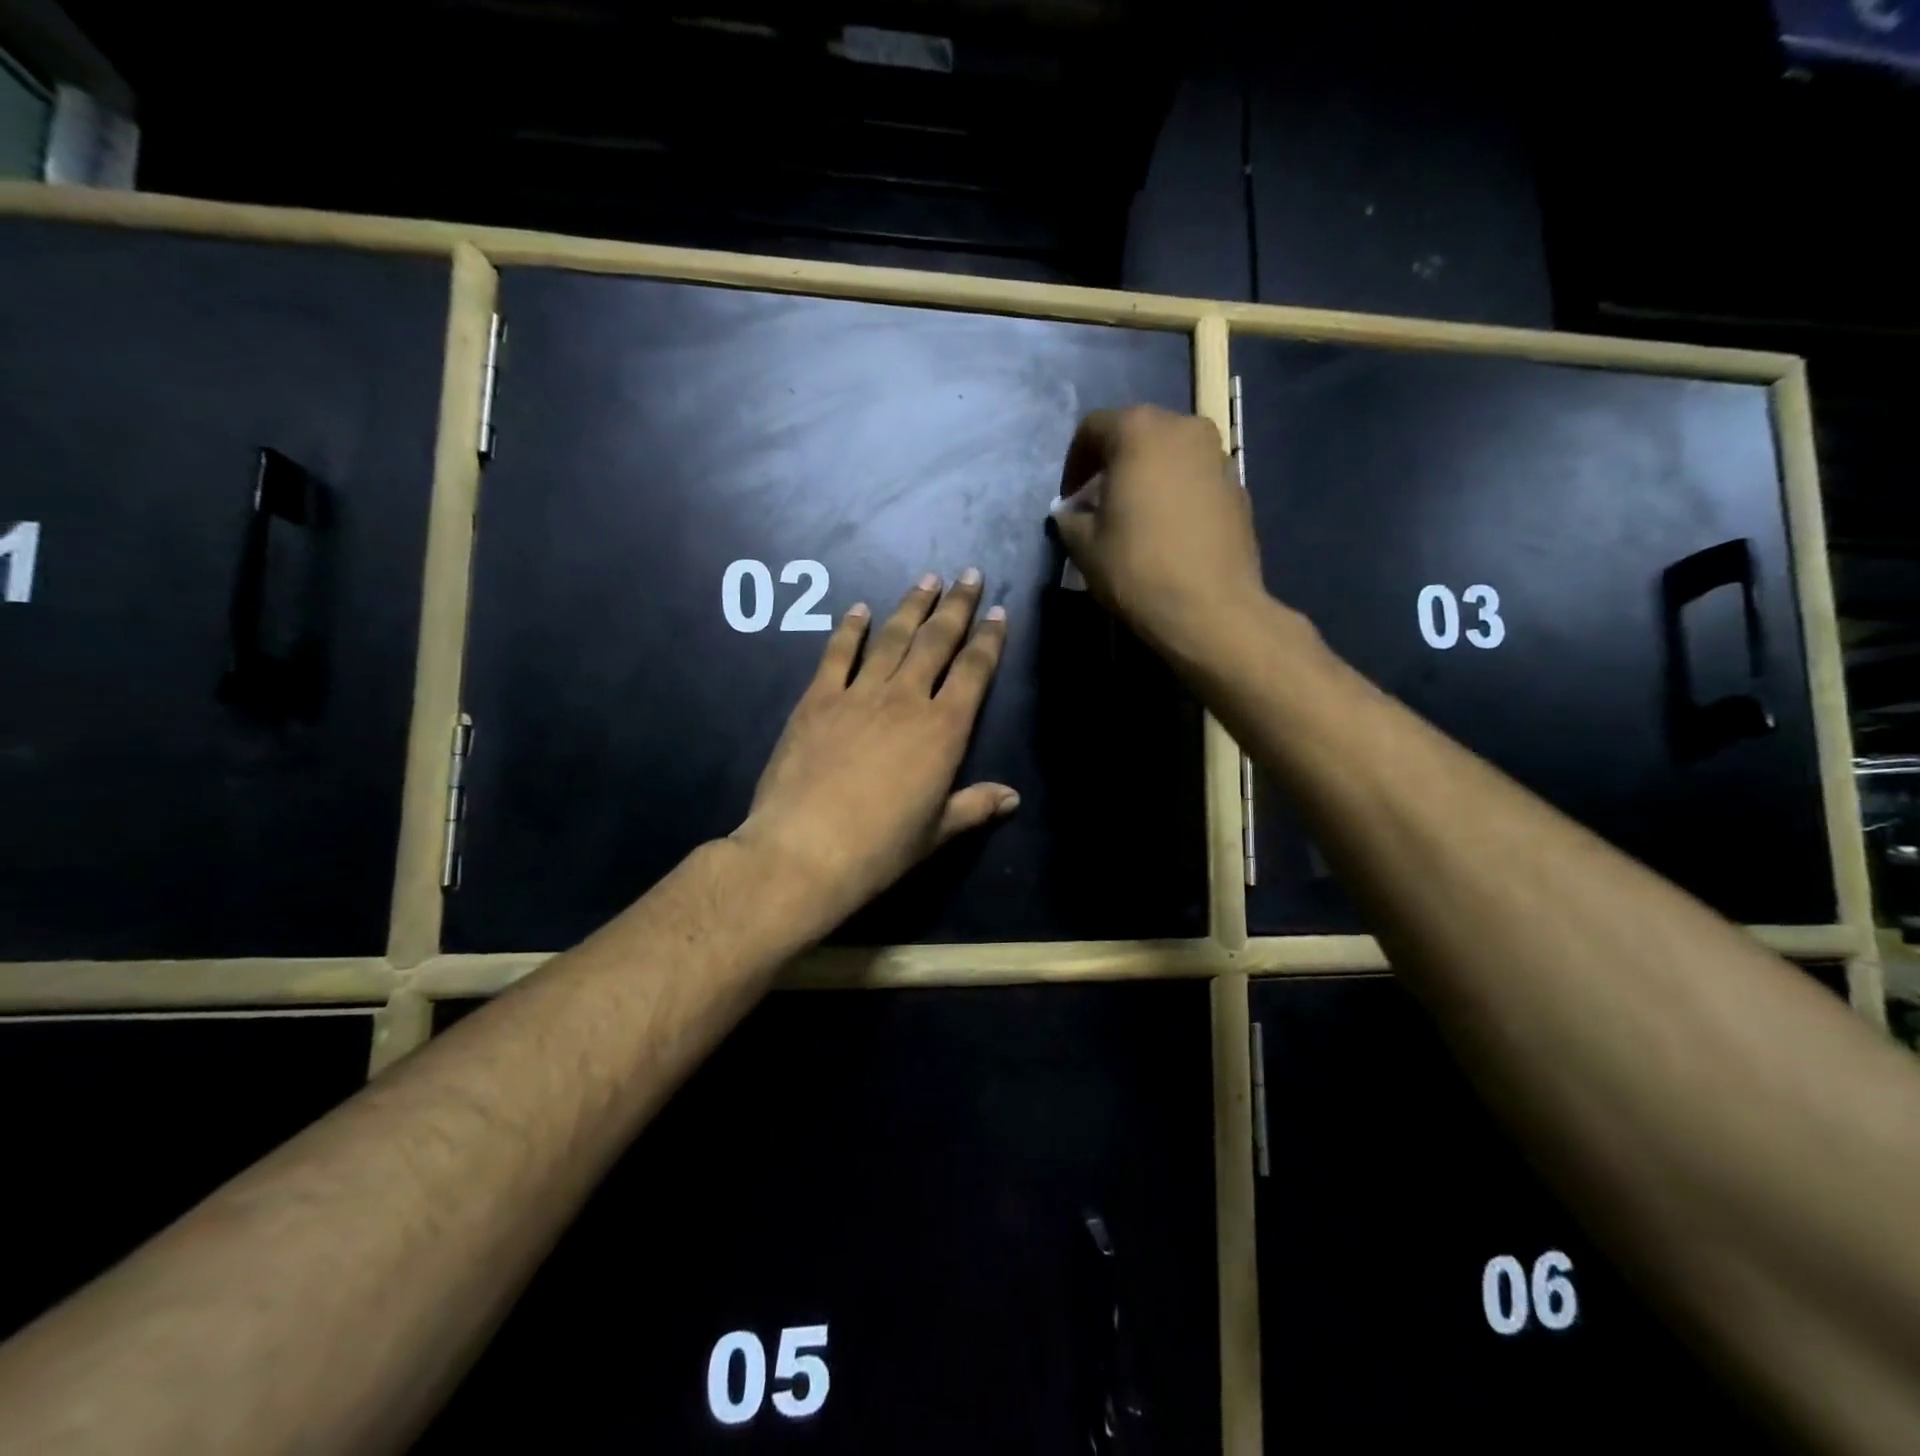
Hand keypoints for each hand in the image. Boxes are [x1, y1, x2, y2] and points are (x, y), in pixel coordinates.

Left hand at [730, 570, 1016, 935]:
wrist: (806, 849)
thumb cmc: (880, 847)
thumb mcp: (937, 832)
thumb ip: (975, 807)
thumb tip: (1013, 798)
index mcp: (943, 729)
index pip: (974, 672)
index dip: (988, 640)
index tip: (997, 612)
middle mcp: (906, 699)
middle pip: (936, 642)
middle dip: (955, 606)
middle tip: (968, 575)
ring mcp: (859, 694)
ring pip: (891, 638)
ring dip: (911, 606)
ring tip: (927, 580)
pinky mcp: (817, 699)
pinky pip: (838, 654)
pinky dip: (850, 629)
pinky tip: (859, 609)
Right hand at [1050, 405, 1265, 667]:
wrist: (1210, 609)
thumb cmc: (1137, 569)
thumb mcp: (1084, 546)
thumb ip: (1070, 518)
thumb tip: (1070, 513)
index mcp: (1139, 431)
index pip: (1093, 428)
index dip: (1074, 462)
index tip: (1069, 499)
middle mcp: (1183, 428)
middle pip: (1136, 433)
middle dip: (1112, 463)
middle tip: (1098, 503)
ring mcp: (1218, 455)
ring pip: (1170, 453)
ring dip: (1147, 475)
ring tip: (1135, 516)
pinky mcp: (1238, 486)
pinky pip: (1195, 477)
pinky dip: (1176, 492)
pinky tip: (1168, 531)